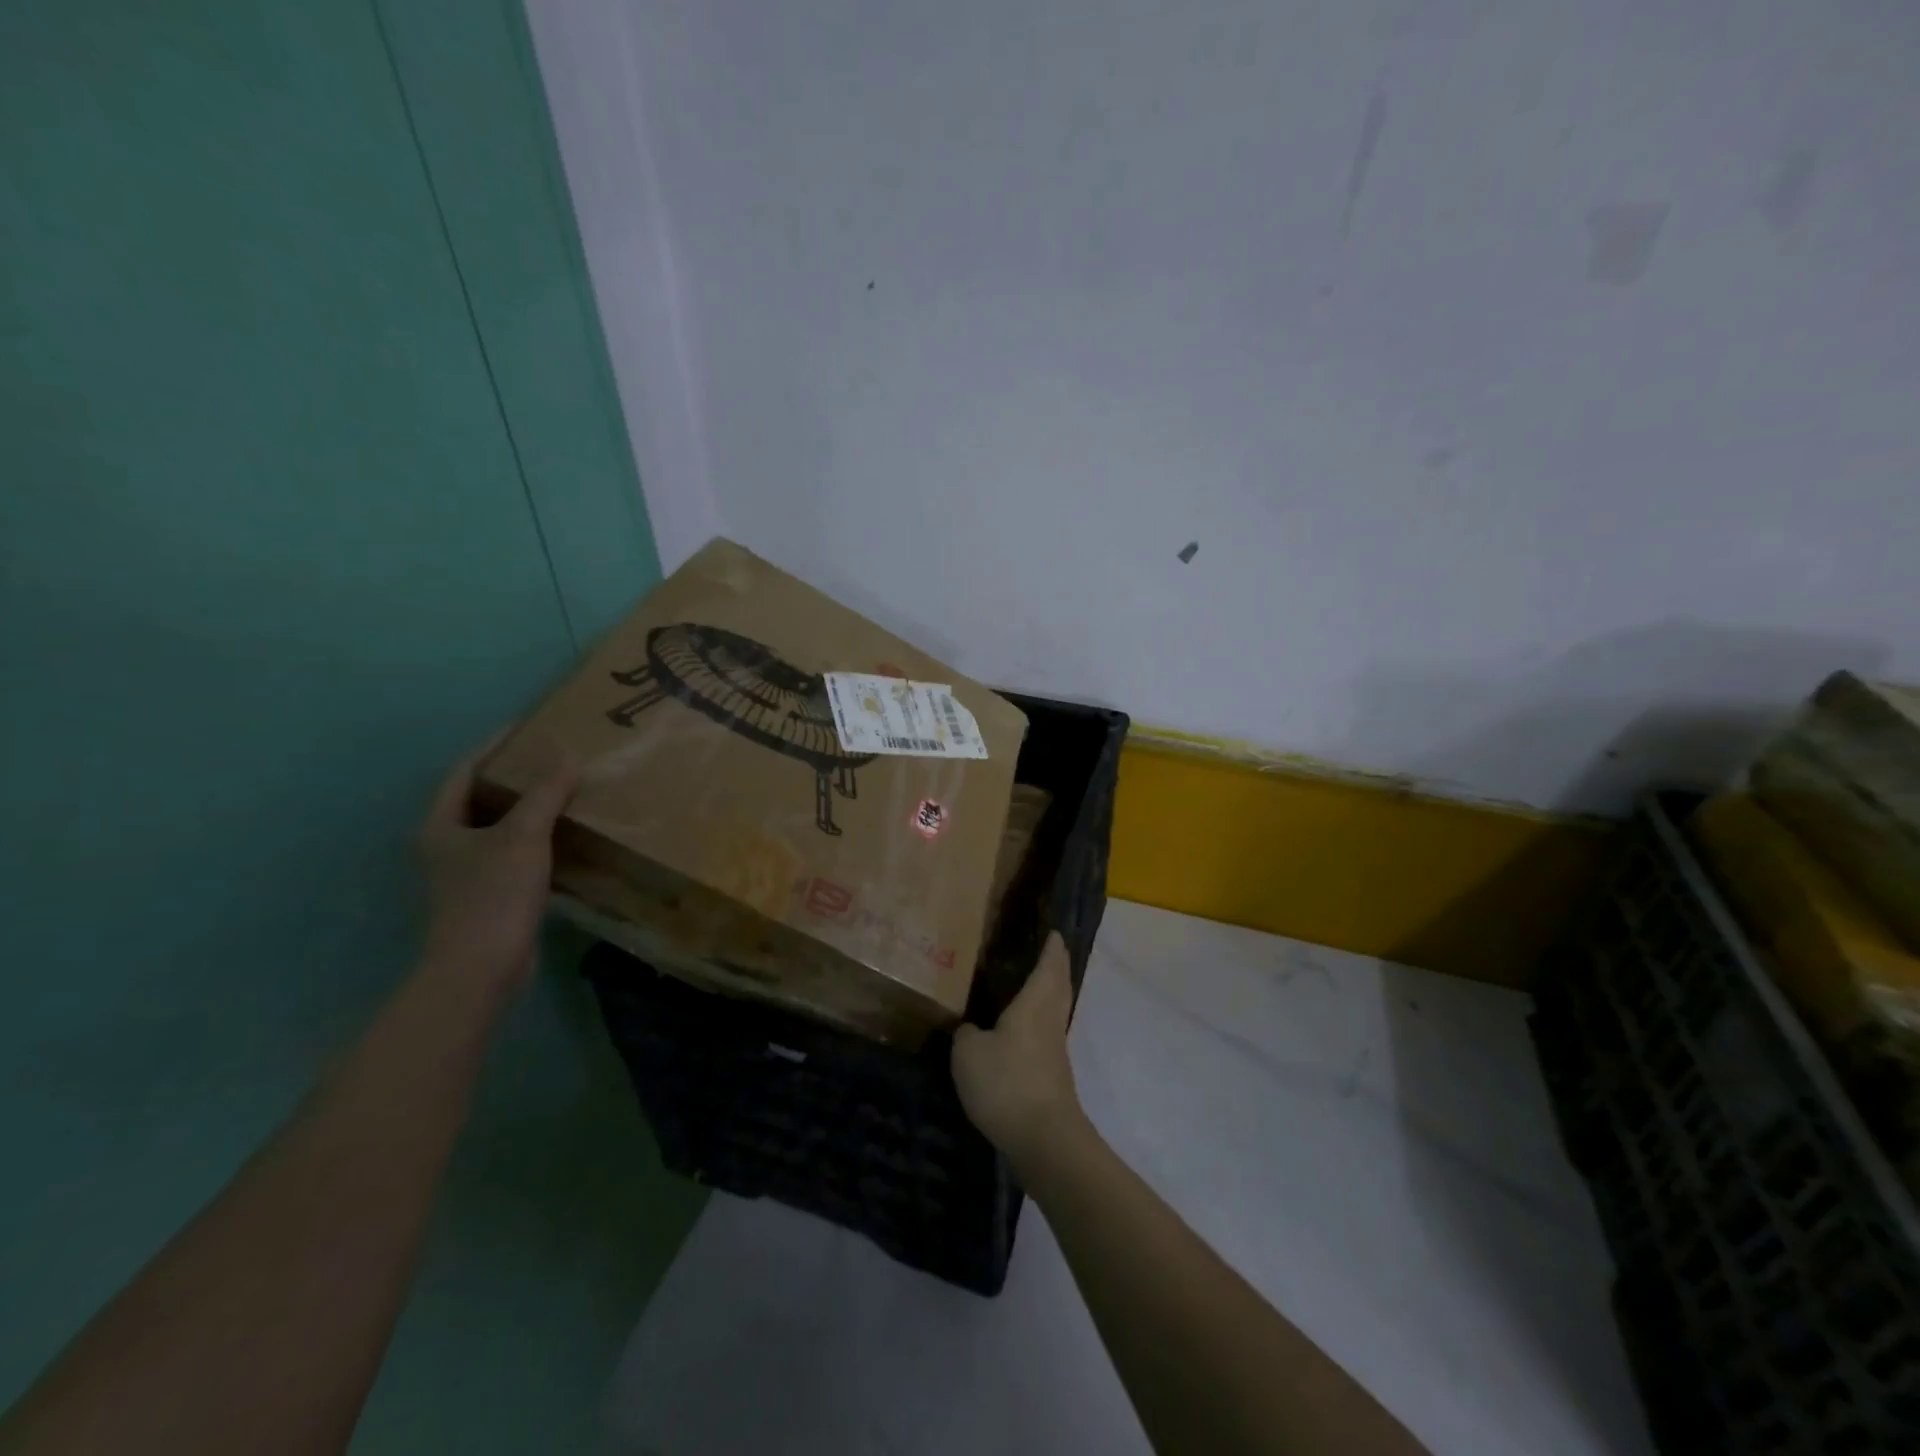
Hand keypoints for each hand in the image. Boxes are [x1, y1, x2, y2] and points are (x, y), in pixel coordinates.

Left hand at [417, 732, 578, 998]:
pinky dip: (538, 838)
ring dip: (529, 808)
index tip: (526, 726)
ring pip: (500, 827)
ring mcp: (467, 873)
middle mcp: (447, 845)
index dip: (494, 745)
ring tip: (565, 789)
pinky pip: (516, 852)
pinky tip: (566, 834)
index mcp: (441, 825)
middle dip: (515, 776)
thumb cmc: (492, 895)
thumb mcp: (522, 836)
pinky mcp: (490, 895)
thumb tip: (568, 755)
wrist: (481, 967)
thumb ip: (545, 794)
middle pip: (481, 797)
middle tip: (552, 756)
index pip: (465, 771)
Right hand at [952, 933, 1086, 1173]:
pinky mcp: (1053, 1078)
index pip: (1048, 966)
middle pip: (1059, 986)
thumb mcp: (969, 1052)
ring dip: (1051, 995)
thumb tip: (971, 1029)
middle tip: (1049, 952)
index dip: (1052, 948)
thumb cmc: (1007, 1082)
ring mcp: (1056, 1051)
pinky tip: (1022, 1033)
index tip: (1055, 932)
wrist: (1044, 1139)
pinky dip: (1040, 1024)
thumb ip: (966, 1033)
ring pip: (1056, 1012)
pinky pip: (1047, 1037)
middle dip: (1056, 967)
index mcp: (1035, 1004)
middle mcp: (1051, 1021)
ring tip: (1034, 986)